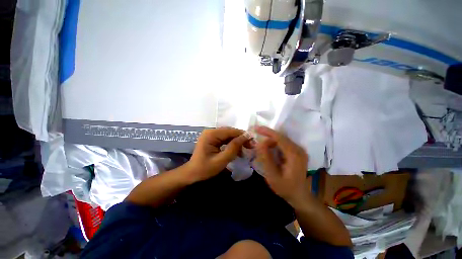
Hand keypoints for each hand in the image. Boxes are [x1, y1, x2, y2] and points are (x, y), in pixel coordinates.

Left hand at [186, 127, 252, 181]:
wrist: (192, 174)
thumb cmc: (205, 169)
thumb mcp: (221, 160)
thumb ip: (234, 147)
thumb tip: (246, 136)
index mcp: (211, 134)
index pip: (231, 131)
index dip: (243, 136)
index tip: (253, 142)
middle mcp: (211, 131)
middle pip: (230, 132)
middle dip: (241, 139)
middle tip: (251, 147)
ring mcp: (211, 135)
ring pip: (229, 136)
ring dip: (237, 142)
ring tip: (245, 151)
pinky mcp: (213, 139)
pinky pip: (225, 139)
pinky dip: (232, 145)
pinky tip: (237, 151)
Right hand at [254, 126, 308, 204]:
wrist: (299, 196)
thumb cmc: (285, 188)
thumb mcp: (272, 175)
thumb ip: (266, 158)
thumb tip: (259, 143)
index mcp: (294, 155)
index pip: (280, 138)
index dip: (267, 131)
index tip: (256, 128)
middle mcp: (299, 150)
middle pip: (281, 137)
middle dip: (267, 136)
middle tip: (256, 137)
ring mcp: (299, 150)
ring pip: (282, 139)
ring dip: (270, 140)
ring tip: (261, 146)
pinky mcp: (297, 152)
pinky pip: (284, 143)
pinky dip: (275, 144)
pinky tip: (269, 149)